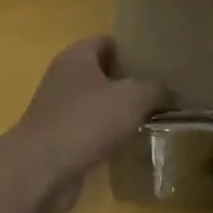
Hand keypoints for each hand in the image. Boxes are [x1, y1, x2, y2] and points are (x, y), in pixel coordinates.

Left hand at [10, 36, 168, 212]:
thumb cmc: (86, 120)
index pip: (108, 42)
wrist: (41, 170)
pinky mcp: (59, 141)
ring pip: (97, 105)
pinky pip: (90, 132)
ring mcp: (58, 111)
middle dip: (130, 82)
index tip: (158, 62)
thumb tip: (171, 93)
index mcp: (77, 56)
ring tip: (153, 118)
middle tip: (162, 92)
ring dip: (120, 112)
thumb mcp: (134, 97)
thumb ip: (156, 90)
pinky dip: (108, 137)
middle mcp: (64, 78)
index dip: (132, 49)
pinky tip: (131, 145)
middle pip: (103, 73)